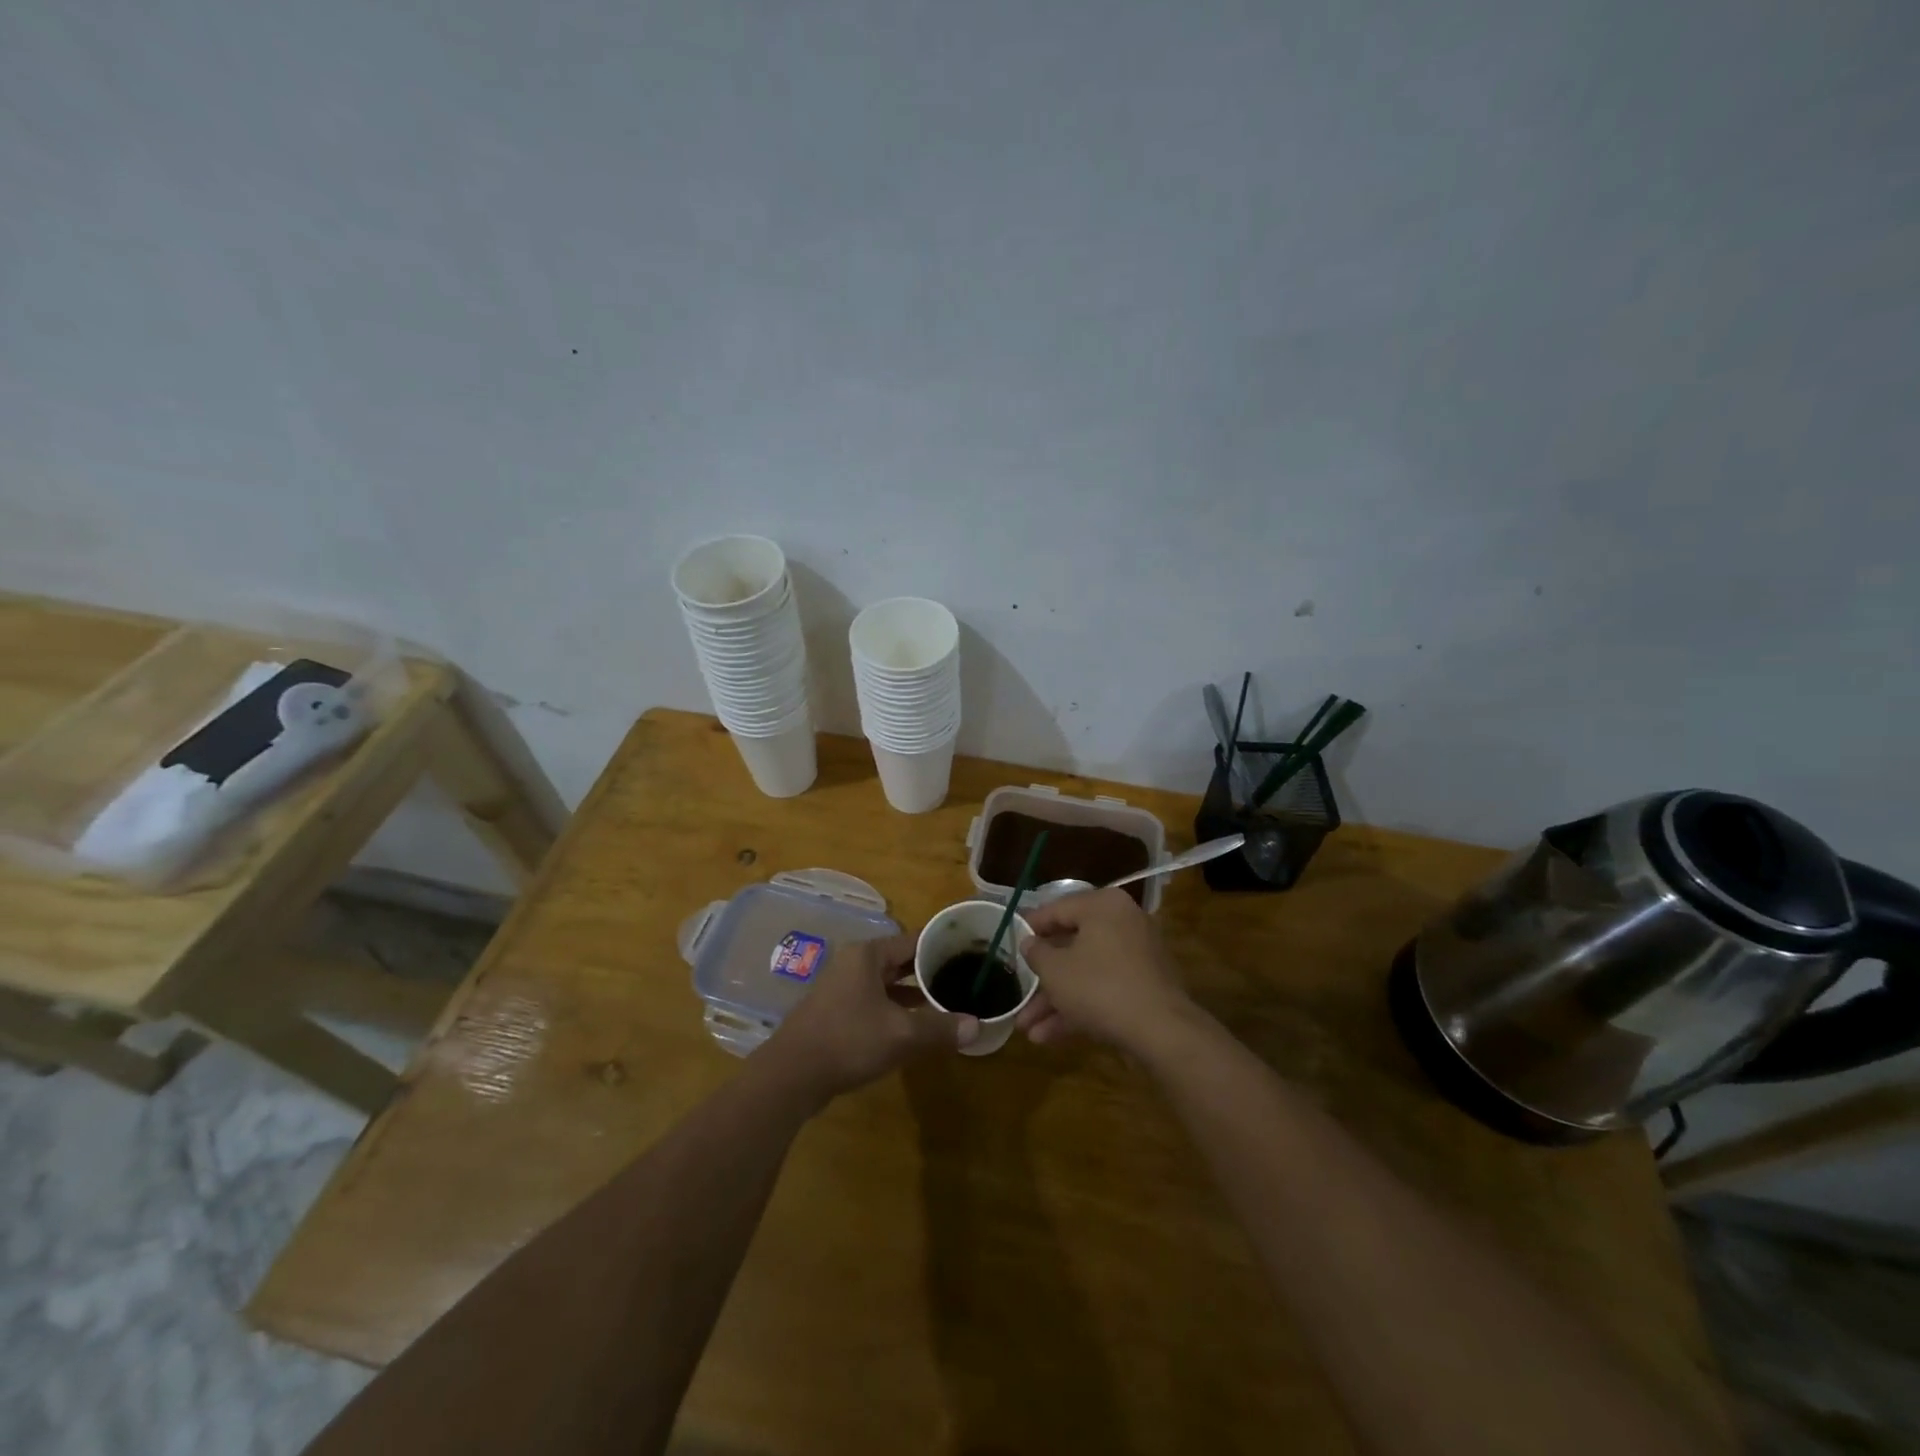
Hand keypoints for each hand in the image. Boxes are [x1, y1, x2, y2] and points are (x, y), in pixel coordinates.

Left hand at [762, 932, 979, 1102]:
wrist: (791, 1076)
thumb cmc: (848, 1040)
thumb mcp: (902, 1034)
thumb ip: (940, 1028)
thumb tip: (977, 1026)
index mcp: (868, 955)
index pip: (914, 940)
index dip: (942, 947)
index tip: (969, 954)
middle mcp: (854, 963)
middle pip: (900, 960)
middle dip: (930, 971)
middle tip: (962, 979)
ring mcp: (842, 988)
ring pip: (888, 983)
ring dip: (913, 993)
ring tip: (946, 1002)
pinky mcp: (836, 1012)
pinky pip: (875, 1002)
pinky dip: (896, 1009)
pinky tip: (915, 1027)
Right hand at [1016, 889, 1194, 1053]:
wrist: (1161, 1031)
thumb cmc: (1099, 987)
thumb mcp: (1055, 971)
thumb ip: (1036, 953)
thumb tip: (1029, 942)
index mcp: (1102, 906)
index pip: (1057, 909)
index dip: (1030, 927)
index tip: (1011, 940)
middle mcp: (1123, 923)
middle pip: (1071, 946)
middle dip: (1042, 979)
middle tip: (1019, 994)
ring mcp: (1137, 956)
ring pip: (1086, 973)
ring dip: (1055, 1001)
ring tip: (1027, 1029)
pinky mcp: (1144, 986)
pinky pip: (1104, 989)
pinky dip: (1079, 1007)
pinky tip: (1049, 1037)